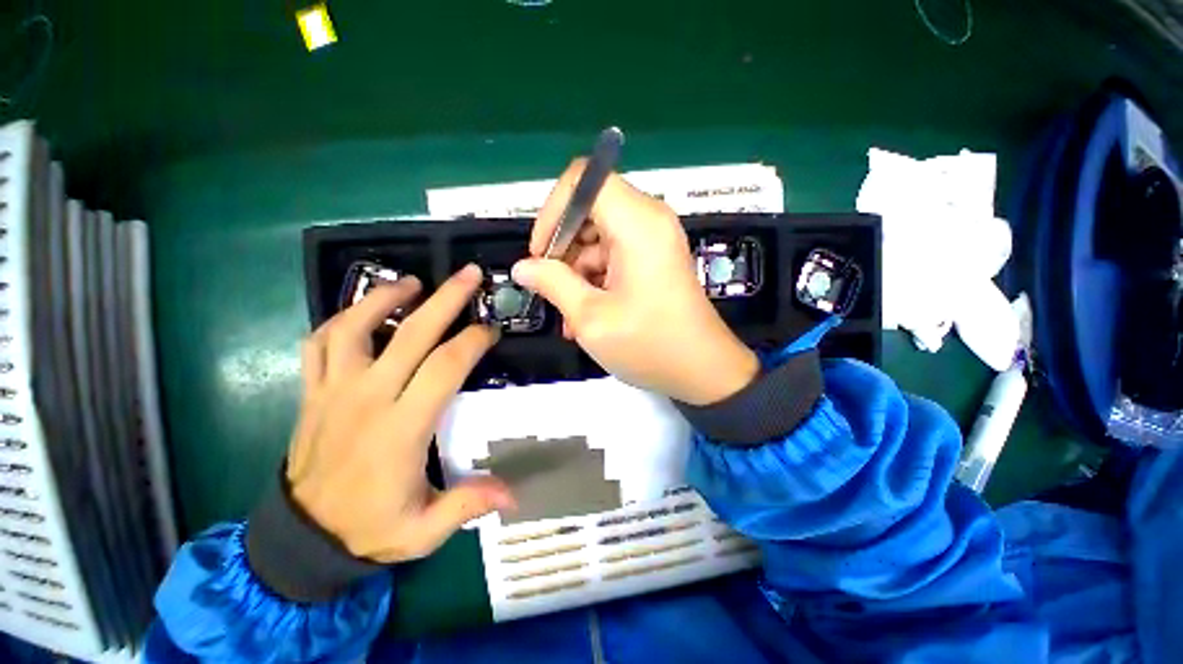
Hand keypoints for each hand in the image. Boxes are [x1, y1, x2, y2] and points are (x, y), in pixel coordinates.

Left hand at [286, 265, 514, 562]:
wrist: (302, 538)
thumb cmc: (368, 529)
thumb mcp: (422, 530)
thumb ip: (467, 506)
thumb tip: (514, 495)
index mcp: (401, 428)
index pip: (444, 367)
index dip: (472, 342)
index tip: (492, 330)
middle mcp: (367, 399)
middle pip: (410, 334)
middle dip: (445, 299)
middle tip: (468, 275)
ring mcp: (333, 391)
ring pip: (353, 327)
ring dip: (384, 297)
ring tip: (412, 281)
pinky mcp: (313, 392)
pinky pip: (319, 343)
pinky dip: (341, 319)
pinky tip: (363, 310)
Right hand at [512, 160, 759, 405]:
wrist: (704, 371)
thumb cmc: (650, 345)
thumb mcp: (592, 317)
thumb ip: (553, 284)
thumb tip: (523, 267)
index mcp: (638, 223)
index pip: (584, 179)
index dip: (554, 209)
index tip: (541, 252)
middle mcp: (649, 220)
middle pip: (589, 209)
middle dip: (563, 247)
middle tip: (551, 287)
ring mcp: (654, 240)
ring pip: (598, 237)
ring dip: (576, 271)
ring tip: (569, 314)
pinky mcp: (654, 259)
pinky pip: (613, 255)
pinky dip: (595, 279)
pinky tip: (586, 315)